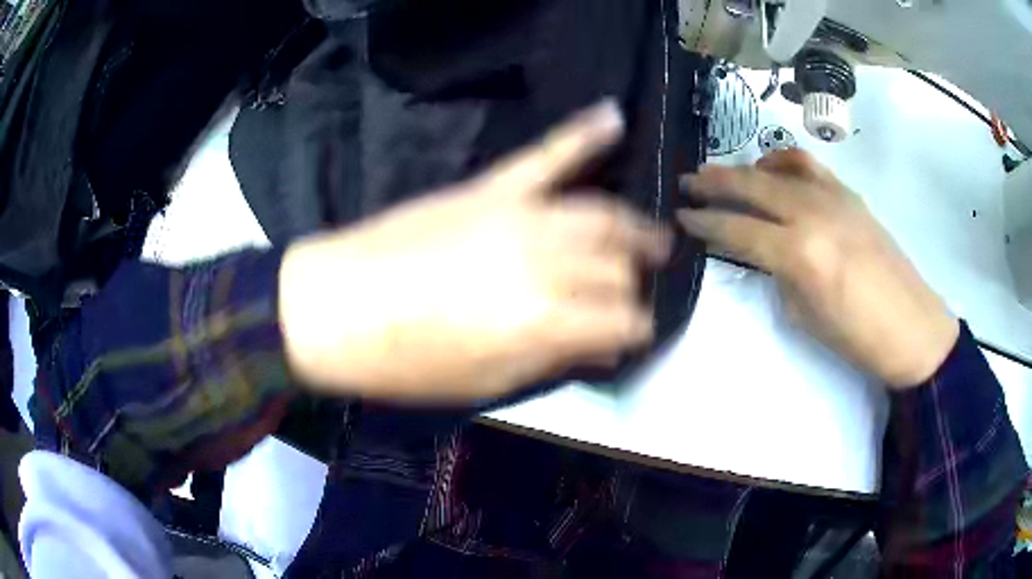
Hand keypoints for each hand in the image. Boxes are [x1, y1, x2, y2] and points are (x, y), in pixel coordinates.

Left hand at [280, 100, 671, 402]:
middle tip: (634, 295)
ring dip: (634, 227)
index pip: (622, 319)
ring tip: (654, 238)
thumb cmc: (405, 362)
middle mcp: (545, 261)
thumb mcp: (485, 384)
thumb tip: (599, 345)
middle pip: (616, 266)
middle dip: (633, 285)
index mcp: (544, 319)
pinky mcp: (490, 187)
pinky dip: (582, 133)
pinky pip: (547, 154)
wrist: (333, 308)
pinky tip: (613, 117)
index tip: (634, 337)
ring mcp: (519, 214)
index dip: (636, 330)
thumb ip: (552, 359)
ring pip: (600, 213)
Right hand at [678, 150, 957, 388]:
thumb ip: (778, 274)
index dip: (706, 223)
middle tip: (688, 182)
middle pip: (753, 186)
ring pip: (778, 168)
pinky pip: (809, 166)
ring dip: (746, 168)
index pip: (739, 230)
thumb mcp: (804, 316)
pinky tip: (774, 171)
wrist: (912, 327)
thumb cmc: (857, 338)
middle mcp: (813, 213)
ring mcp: (834, 197)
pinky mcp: (849, 194)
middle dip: (715, 183)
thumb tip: (762, 251)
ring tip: (725, 173)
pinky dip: (783, 162)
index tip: (682, 216)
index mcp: (800, 254)